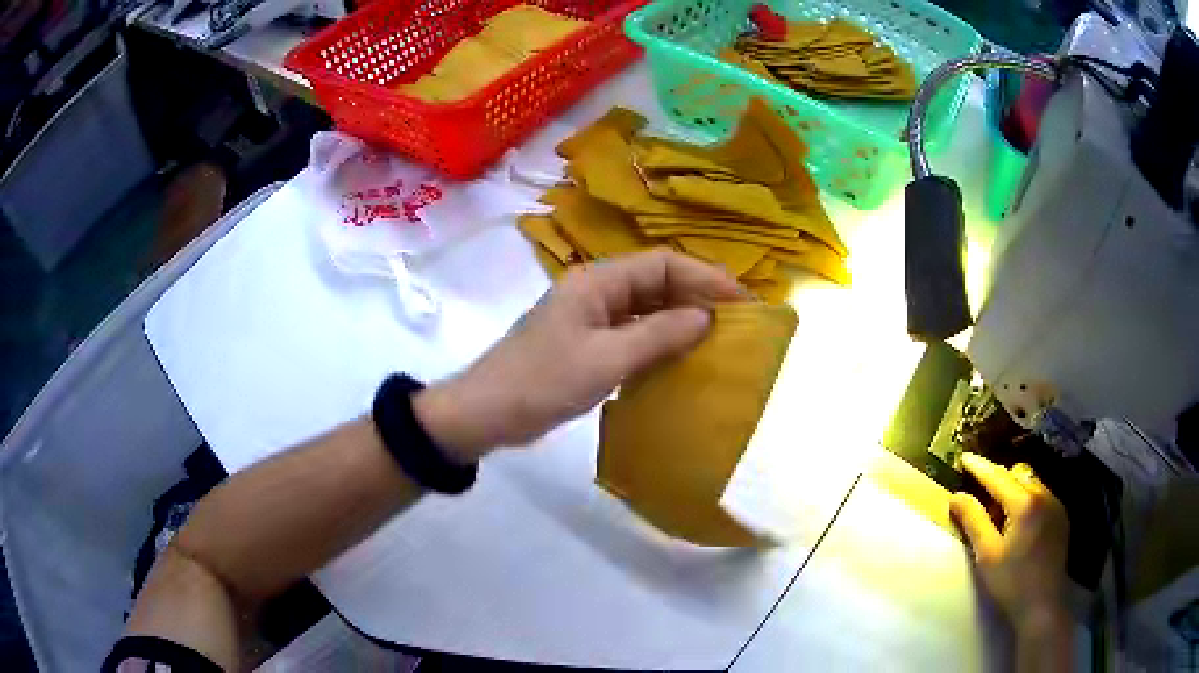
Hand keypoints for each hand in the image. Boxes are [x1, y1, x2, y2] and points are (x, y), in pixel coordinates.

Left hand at [414, 250, 743, 461]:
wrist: (487, 413)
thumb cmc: (542, 382)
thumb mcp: (605, 360)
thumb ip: (658, 335)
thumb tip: (706, 317)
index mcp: (597, 281)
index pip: (662, 263)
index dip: (705, 277)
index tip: (742, 301)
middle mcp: (596, 291)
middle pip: (657, 282)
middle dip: (697, 297)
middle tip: (737, 322)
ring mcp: (590, 318)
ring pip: (647, 309)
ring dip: (680, 320)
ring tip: (719, 340)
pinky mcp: (587, 343)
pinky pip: (633, 333)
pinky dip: (659, 341)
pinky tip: (681, 359)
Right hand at [950, 453, 1070, 634]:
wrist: (1042, 604)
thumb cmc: (1011, 582)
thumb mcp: (987, 555)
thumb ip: (973, 521)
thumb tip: (956, 496)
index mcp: (1024, 503)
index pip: (998, 477)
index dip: (979, 467)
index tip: (964, 457)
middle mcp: (1043, 494)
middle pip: (1017, 473)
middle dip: (997, 479)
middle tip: (980, 496)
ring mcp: (1055, 504)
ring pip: (1030, 482)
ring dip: (1013, 489)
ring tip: (999, 513)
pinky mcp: (1061, 516)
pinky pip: (1041, 495)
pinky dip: (1026, 499)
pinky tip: (1018, 523)